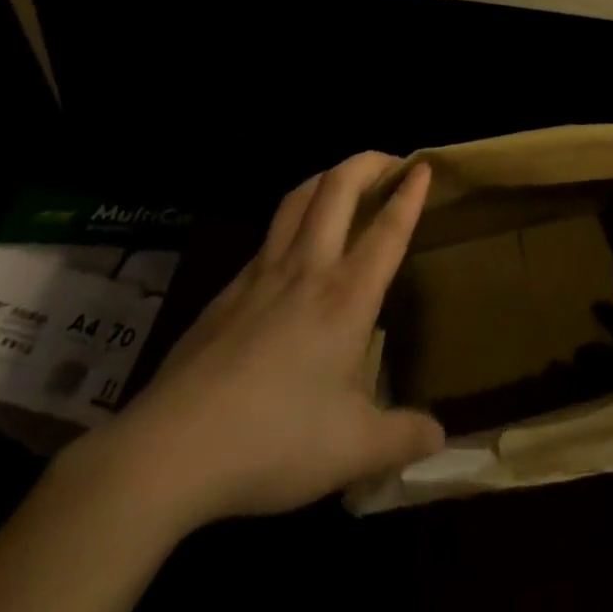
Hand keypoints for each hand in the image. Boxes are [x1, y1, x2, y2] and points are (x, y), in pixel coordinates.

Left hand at [89, 153, 444, 536]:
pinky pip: (268, 236)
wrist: (173, 448)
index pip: (387, 230)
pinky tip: (292, 245)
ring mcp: (261, 274)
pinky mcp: (227, 291)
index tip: (423, 166)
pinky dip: (291, 219)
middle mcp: (306, 269)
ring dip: (326, 177)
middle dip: (367, 162)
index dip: (409, 194)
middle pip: (337, 188)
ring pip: (296, 199)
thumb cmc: (275, 440)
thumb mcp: (353, 450)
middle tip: (388, 161)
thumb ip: (402, 437)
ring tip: (342, 180)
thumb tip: (439, 437)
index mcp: (346, 297)